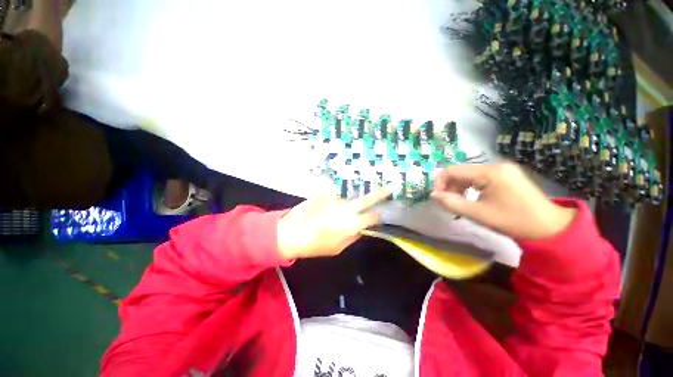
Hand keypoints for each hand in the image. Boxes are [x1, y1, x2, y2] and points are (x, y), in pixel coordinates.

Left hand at [277, 189, 390, 258]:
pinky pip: (332, 196)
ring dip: (343, 206)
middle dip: (380, 194)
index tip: (381, 214)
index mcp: (352, 223)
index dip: (378, 216)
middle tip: (390, 187)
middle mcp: (347, 208)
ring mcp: (336, 199)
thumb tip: (361, 229)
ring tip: (329, 216)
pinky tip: (321, 209)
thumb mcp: (338, 248)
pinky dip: (329, 202)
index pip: (372, 217)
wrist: (292, 232)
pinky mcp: (325, 193)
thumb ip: (352, 237)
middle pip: (367, 199)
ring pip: (346, 201)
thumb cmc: (316, 245)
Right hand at [431, 162, 576, 239]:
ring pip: (469, 174)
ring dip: (458, 187)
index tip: (436, 197)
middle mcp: (495, 166)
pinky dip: (470, 187)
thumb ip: (452, 203)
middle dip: (449, 186)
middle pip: (461, 171)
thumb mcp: (479, 214)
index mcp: (490, 173)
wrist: (550, 228)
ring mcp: (502, 169)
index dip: (440, 182)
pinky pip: (479, 178)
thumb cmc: (514, 221)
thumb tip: (432, 195)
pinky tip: (470, 198)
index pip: (453, 170)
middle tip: (446, 202)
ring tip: (457, 202)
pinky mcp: (505, 175)